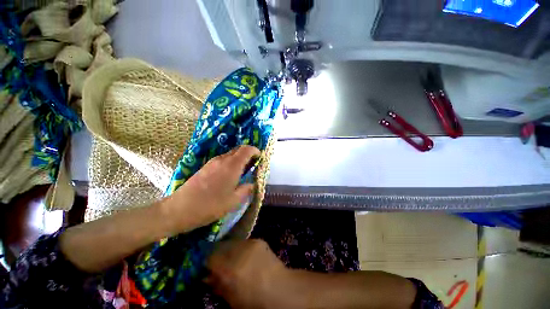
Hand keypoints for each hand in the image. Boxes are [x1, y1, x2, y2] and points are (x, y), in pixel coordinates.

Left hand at [160, 145, 259, 235]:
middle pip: (238, 149)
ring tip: (242, 171)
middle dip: (248, 154)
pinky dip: (230, 162)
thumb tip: (252, 184)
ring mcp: (212, 162)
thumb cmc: (210, 205)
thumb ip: (246, 189)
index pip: (246, 149)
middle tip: (253, 164)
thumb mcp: (234, 201)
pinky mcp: (205, 166)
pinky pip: (222, 159)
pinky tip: (229, 175)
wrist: (179, 209)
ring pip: (230, 154)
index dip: (255, 151)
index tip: (260, 157)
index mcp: (232, 166)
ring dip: (239, 158)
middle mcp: (222, 160)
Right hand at [206, 239, 291, 308]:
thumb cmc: (253, 300)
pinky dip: (242, 248)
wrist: (280, 289)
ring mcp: (249, 243)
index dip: (206, 261)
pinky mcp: (258, 240)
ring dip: (230, 250)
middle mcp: (237, 252)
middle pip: (220, 246)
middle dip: (217, 253)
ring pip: (232, 242)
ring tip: (234, 258)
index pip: (209, 257)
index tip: (206, 266)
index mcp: (228, 269)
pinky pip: (244, 242)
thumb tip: (207, 276)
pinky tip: (246, 256)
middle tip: (219, 261)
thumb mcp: (230, 298)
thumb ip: (217, 284)